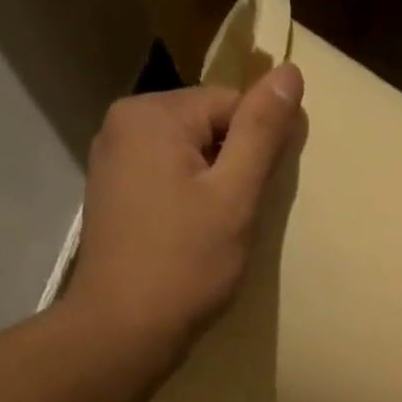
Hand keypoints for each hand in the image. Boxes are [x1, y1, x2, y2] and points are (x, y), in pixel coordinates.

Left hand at [67, 65, 303, 348]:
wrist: (124, 328)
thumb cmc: (186, 264)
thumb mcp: (234, 197)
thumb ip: (261, 134)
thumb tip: (290, 72)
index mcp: (152, 114)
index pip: (229, 103)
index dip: (258, 147)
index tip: (263, 195)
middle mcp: (122, 125)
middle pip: (204, 127)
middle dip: (232, 168)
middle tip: (240, 221)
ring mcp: (111, 162)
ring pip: (185, 158)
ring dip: (212, 189)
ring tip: (217, 235)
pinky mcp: (112, 198)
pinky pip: (164, 182)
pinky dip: (187, 204)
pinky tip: (192, 241)